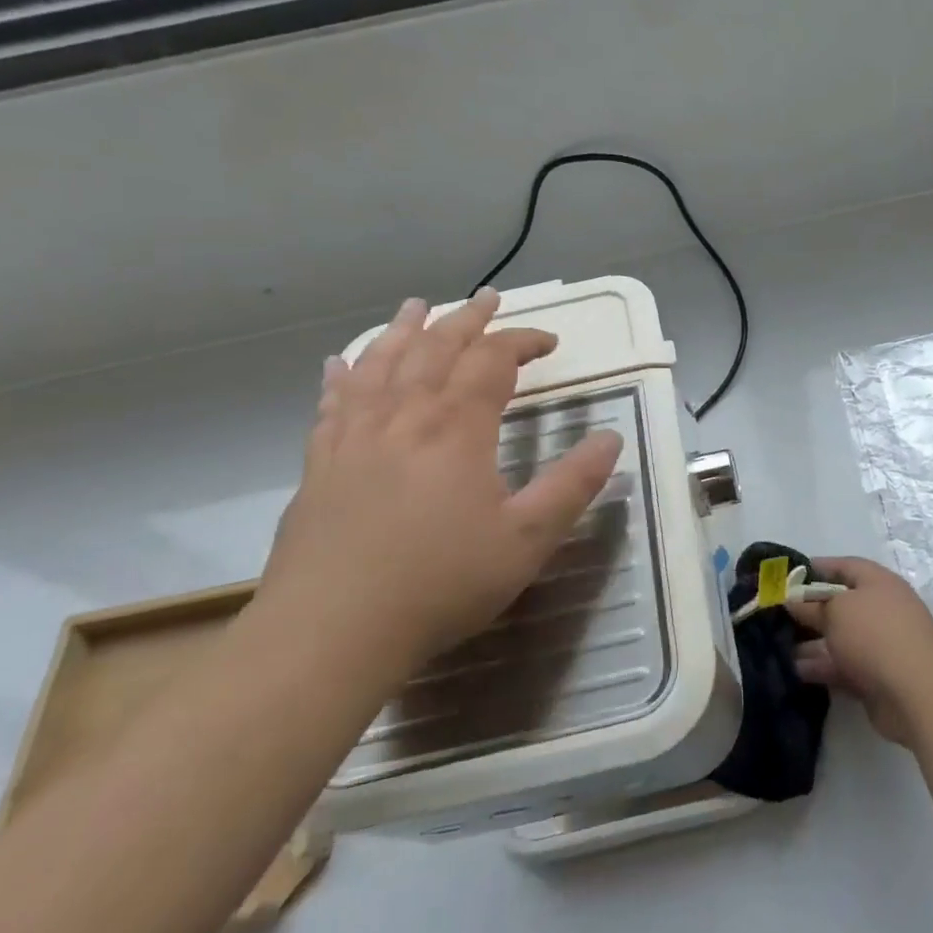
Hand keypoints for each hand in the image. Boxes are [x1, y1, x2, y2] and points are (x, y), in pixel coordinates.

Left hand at [264, 291, 622, 664]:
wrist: (330, 633)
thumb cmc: (440, 584)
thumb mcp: (527, 540)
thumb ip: (573, 485)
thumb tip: (612, 438)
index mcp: (457, 427)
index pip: (494, 360)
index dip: (523, 341)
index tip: (549, 342)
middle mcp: (405, 416)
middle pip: (436, 347)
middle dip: (467, 319)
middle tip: (488, 298)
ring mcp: (355, 437)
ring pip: (381, 363)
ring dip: (403, 329)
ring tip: (417, 305)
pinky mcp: (320, 464)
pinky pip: (332, 403)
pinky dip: (342, 375)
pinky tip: (339, 363)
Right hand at [786, 556, 932, 746]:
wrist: (918, 694)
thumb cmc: (875, 636)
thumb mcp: (836, 612)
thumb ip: (812, 606)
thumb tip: (793, 601)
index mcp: (878, 582)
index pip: (844, 566)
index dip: (815, 569)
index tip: (786, 577)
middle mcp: (881, 609)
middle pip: (840, 604)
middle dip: (809, 610)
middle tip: (776, 616)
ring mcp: (881, 645)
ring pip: (840, 638)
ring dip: (811, 642)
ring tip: (778, 646)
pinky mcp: (877, 677)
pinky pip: (843, 666)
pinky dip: (822, 667)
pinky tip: (794, 671)